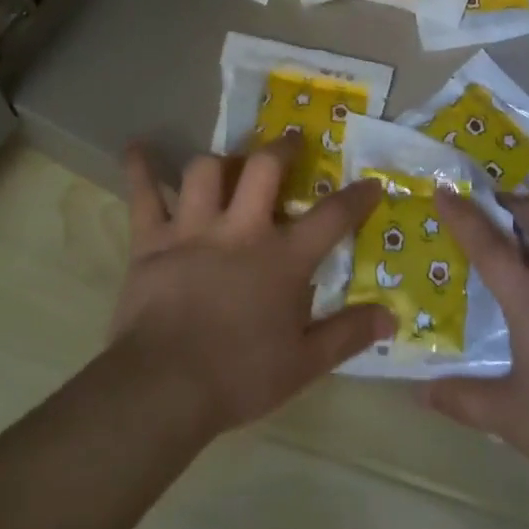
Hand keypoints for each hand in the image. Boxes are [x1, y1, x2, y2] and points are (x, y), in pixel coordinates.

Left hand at [109, 136, 395, 438]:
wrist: (164, 388)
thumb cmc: (239, 376)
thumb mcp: (304, 364)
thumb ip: (348, 334)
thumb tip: (392, 316)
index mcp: (282, 258)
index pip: (331, 217)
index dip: (356, 198)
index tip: (371, 183)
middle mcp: (240, 229)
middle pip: (264, 168)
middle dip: (282, 148)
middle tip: (291, 141)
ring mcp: (192, 229)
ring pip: (206, 170)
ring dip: (220, 160)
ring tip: (228, 162)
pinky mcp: (151, 240)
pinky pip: (144, 194)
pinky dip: (140, 168)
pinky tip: (136, 148)